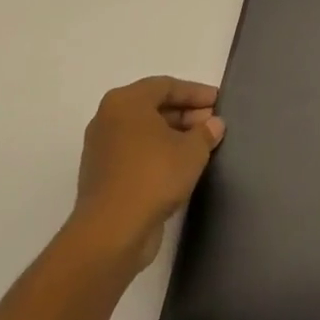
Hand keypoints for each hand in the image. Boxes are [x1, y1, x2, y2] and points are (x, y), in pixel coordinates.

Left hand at [70, 76, 224, 272]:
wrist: (110, 233)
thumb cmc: (153, 176)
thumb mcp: (192, 150)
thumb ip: (206, 132)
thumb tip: (214, 124)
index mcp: (125, 102)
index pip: (166, 86)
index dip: (195, 93)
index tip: (218, 101)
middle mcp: (108, 119)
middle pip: (153, 107)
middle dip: (185, 114)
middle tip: (211, 124)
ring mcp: (101, 149)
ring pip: (143, 132)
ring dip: (173, 135)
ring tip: (200, 146)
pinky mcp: (101, 177)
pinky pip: (135, 154)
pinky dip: (157, 154)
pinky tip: (179, 167)